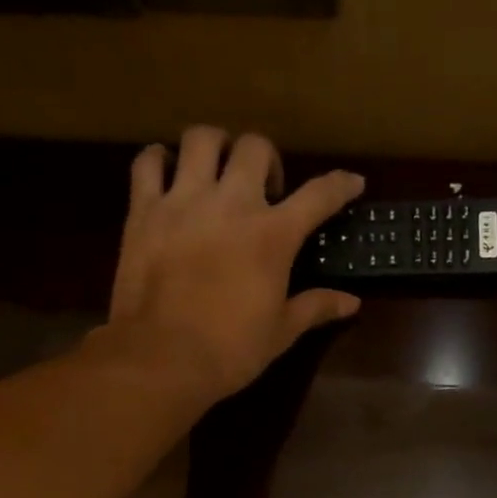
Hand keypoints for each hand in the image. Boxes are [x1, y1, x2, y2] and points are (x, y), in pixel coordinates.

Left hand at [95, 126, 365, 403]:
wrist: (163, 358)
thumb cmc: (231, 350)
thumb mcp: (282, 331)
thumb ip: (316, 307)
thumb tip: (352, 302)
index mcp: (273, 235)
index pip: (319, 195)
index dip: (341, 185)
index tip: (353, 182)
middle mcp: (231, 203)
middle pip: (255, 147)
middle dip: (266, 160)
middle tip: (264, 189)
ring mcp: (183, 201)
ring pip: (201, 138)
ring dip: (215, 147)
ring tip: (217, 171)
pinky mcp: (143, 210)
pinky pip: (148, 162)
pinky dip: (160, 160)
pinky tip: (168, 175)